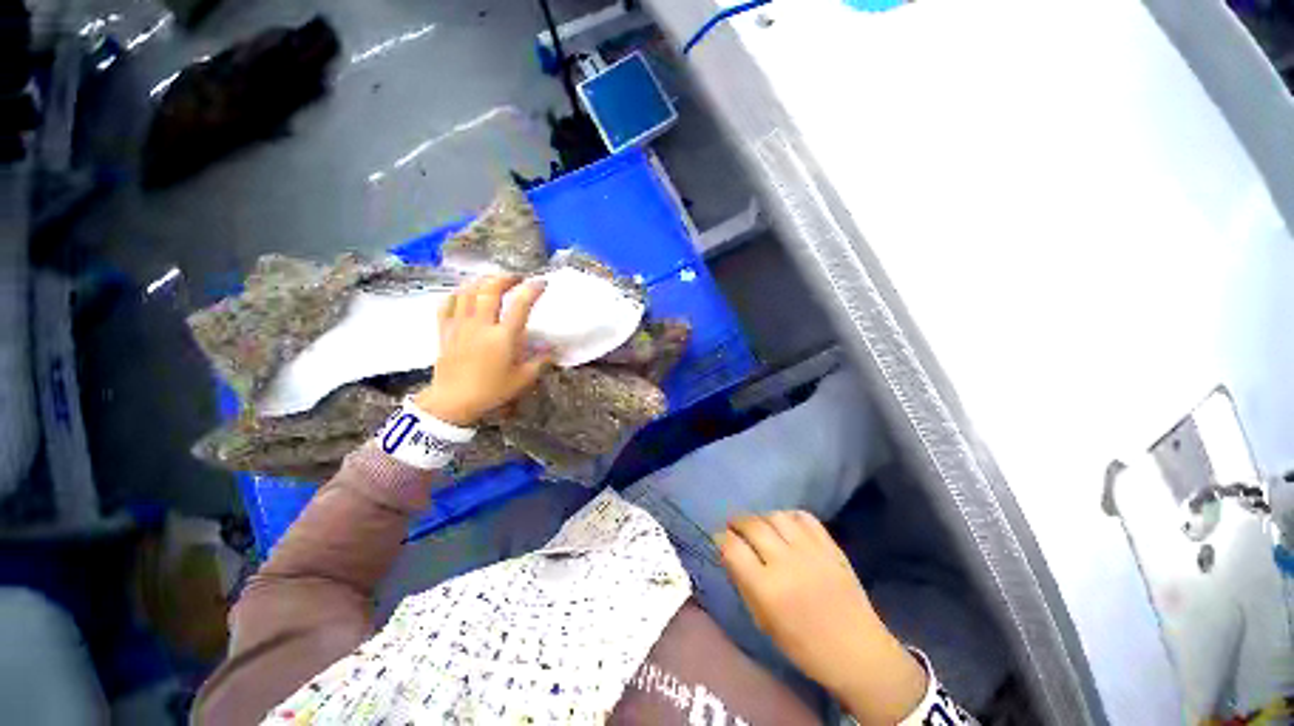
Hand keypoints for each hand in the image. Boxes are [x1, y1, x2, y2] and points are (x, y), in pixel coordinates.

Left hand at [413, 275, 552, 426]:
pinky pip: (447, 304)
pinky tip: (464, 294)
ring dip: (482, 281)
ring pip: (468, 291)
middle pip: (490, 289)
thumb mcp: (523, 379)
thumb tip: (552, 350)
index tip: (541, 282)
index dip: (532, 289)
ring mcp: (460, 325)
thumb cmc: (491, 391)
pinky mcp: (445, 330)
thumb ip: (540, 361)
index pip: (520, 304)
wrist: (453, 402)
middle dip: (505, 278)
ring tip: (493, 281)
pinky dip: (457, 294)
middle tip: (516, 278)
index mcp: (503, 336)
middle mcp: (481, 324)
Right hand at [718, 511, 927, 724]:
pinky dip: (789, 516)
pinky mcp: (830, 546)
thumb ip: (743, 584)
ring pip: (776, 515)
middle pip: (752, 524)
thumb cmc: (804, 647)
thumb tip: (728, 554)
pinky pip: (804, 516)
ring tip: (759, 526)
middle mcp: (786, 562)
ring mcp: (810, 551)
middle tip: (734, 527)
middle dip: (737, 522)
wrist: (858, 652)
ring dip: (761, 517)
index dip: (721, 538)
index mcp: (767, 589)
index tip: (720, 539)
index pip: (732, 547)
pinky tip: (785, 525)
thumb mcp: (764, 622)